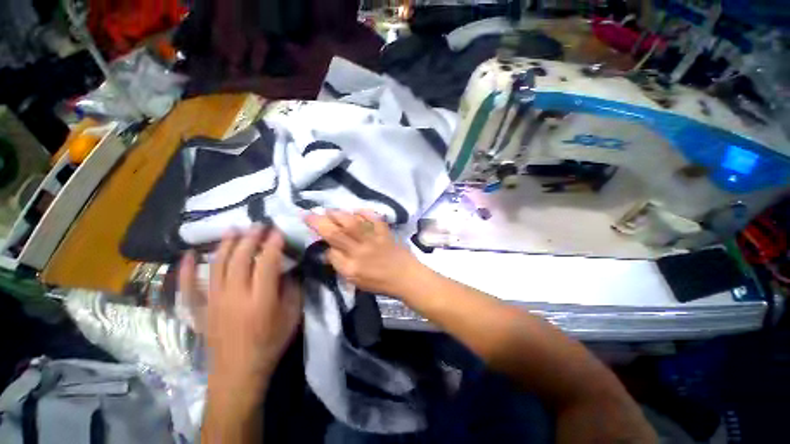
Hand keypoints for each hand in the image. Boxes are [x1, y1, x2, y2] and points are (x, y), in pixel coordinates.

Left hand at [178, 225, 301, 388]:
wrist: (239, 372)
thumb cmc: (270, 343)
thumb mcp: (292, 317)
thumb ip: (292, 290)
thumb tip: (288, 269)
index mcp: (261, 300)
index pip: (266, 263)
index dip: (272, 245)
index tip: (277, 231)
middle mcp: (235, 296)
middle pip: (240, 259)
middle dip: (250, 238)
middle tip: (258, 225)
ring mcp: (213, 302)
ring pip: (217, 266)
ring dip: (226, 245)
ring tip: (234, 229)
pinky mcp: (200, 310)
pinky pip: (188, 287)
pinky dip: (185, 270)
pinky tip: (188, 254)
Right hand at [305, 210, 421, 296]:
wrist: (406, 277)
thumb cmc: (380, 282)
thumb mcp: (356, 281)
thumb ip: (341, 265)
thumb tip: (329, 250)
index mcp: (352, 267)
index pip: (331, 252)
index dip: (322, 242)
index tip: (317, 235)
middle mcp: (360, 251)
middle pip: (337, 234)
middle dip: (319, 222)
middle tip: (308, 213)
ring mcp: (374, 240)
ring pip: (353, 223)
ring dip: (338, 214)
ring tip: (328, 210)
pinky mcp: (385, 232)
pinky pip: (374, 219)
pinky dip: (364, 212)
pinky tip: (356, 210)